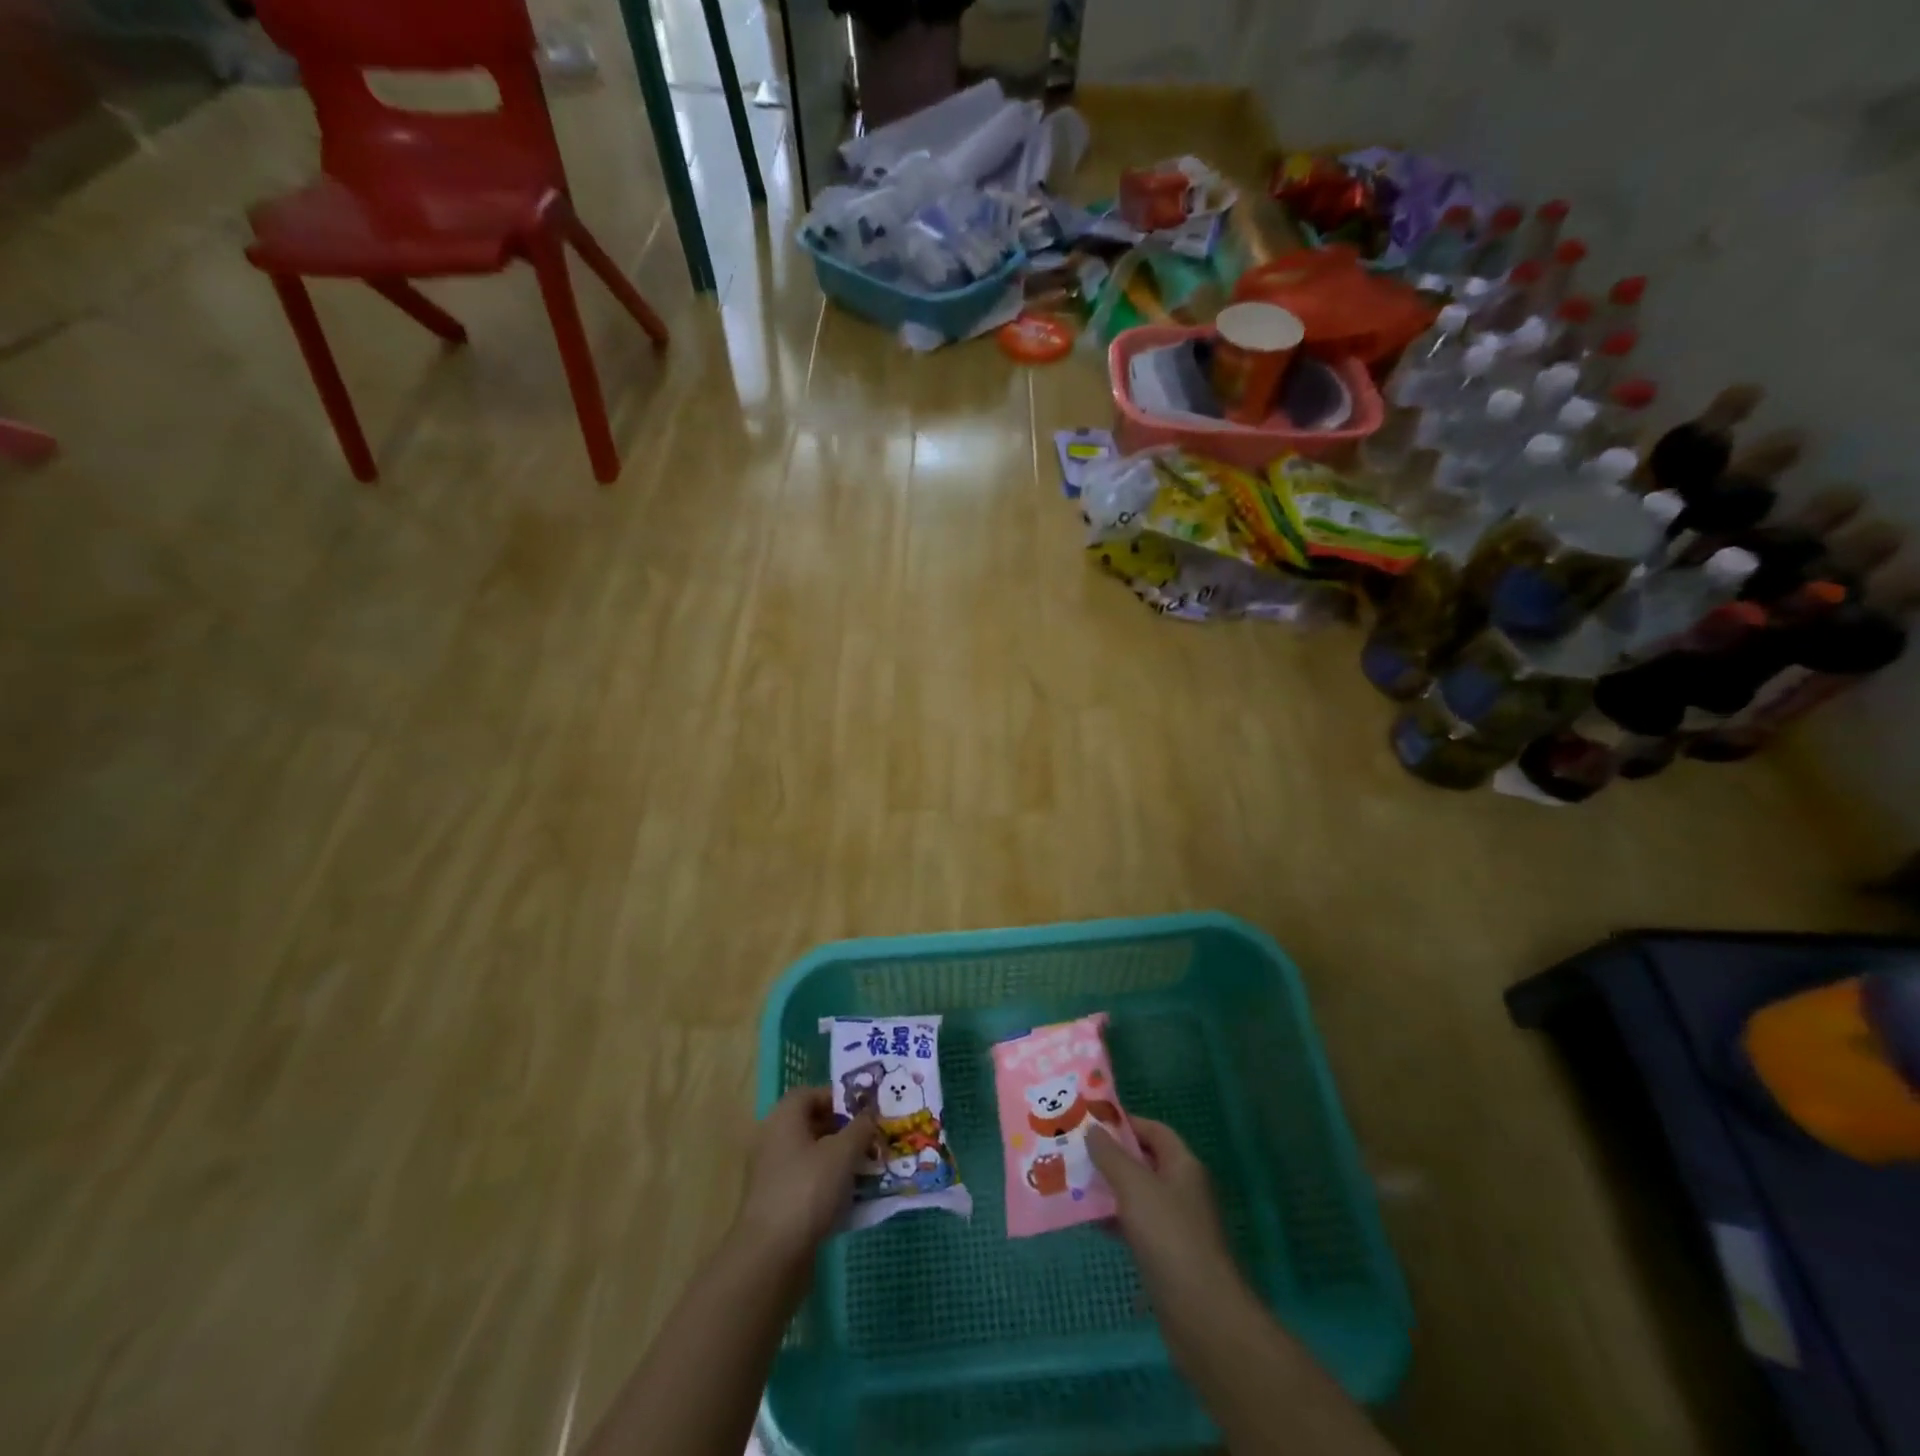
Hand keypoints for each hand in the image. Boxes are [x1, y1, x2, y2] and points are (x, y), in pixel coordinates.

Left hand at [735, 1087, 876, 1266]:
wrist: (770, 1255)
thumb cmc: (807, 1190)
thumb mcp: (843, 1153)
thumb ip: (860, 1128)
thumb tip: (869, 1114)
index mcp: (784, 1118)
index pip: (811, 1093)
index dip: (839, 1098)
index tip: (864, 1112)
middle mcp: (773, 1139)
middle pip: (812, 1124)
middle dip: (843, 1131)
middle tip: (870, 1141)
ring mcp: (771, 1174)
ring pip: (811, 1156)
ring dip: (838, 1160)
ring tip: (866, 1170)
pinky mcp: (775, 1204)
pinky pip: (806, 1182)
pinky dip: (827, 1185)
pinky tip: (849, 1199)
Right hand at [1089, 1117, 1232, 1288]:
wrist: (1202, 1315)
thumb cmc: (1169, 1236)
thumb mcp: (1134, 1186)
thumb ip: (1111, 1155)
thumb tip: (1093, 1129)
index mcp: (1183, 1166)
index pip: (1154, 1130)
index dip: (1125, 1123)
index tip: (1091, 1122)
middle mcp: (1182, 1190)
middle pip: (1145, 1162)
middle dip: (1111, 1156)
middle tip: (1075, 1150)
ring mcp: (1176, 1225)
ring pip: (1138, 1195)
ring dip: (1109, 1188)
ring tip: (1074, 1182)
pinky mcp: (1167, 1256)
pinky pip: (1136, 1226)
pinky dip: (1115, 1219)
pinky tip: (1090, 1221)